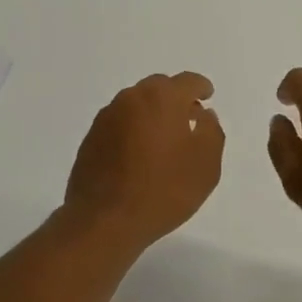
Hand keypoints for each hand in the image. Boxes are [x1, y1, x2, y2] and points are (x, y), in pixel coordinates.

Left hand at [63, 72, 224, 254]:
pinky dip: (133, 130)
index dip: (201, 87)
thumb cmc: (163, 190)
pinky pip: (119, 124)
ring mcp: (106, 118)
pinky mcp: (91, 138)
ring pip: (136, 105)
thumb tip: (203, 116)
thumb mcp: (206, 165)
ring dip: (152, 114)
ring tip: (163, 140)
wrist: (104, 220)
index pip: (187, 81)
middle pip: (159, 88)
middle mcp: (131, 98)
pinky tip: (139, 155)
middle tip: (188, 119)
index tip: (207, 96)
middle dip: (175, 99)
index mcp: (161, 98)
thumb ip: (211, 132)